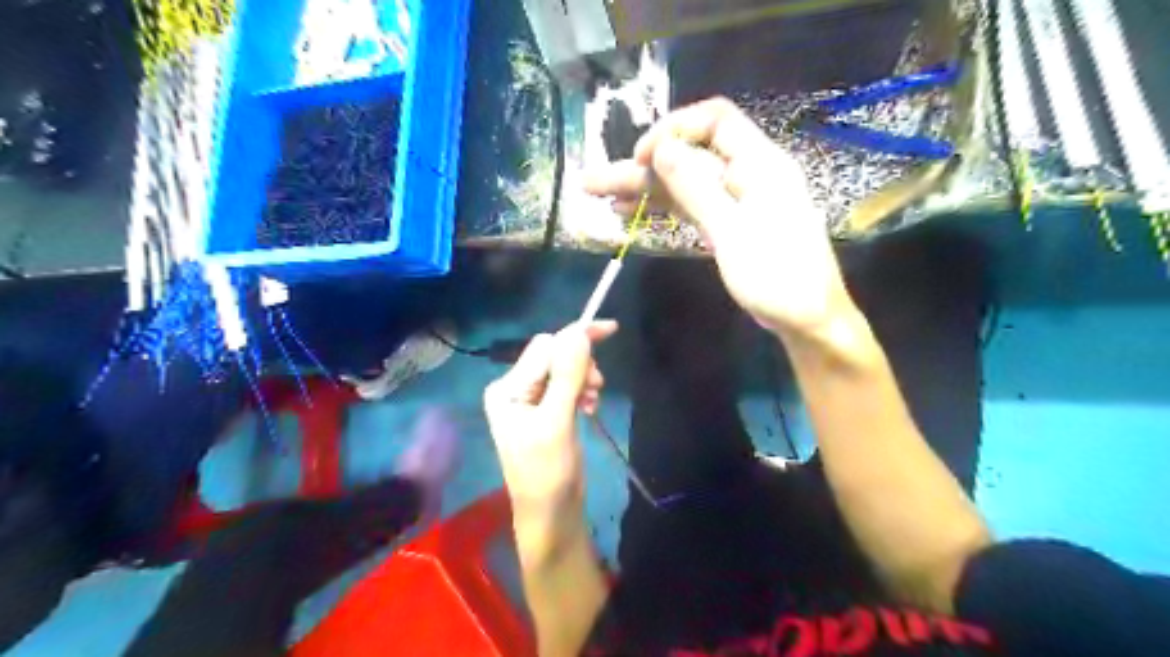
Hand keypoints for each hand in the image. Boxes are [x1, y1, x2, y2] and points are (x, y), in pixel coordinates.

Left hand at [482, 321, 614, 534]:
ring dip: (583, 378)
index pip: (544, 348)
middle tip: (597, 386)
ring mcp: (531, 400)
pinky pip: (567, 386)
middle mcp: (515, 388)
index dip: (575, 338)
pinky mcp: (547, 411)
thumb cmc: (547, 472)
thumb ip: (566, 376)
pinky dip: (582, 391)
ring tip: (592, 402)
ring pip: (564, 369)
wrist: (551, 514)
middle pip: (554, 355)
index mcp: (507, 388)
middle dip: (580, 364)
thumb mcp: (556, 422)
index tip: (610, 329)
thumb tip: (578, 332)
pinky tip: (589, 407)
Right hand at [590, 101, 855, 341]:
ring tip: (599, 196)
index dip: (674, 129)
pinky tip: (630, 212)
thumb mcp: (733, 232)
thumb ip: (696, 188)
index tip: (642, 157)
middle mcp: (745, 174)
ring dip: (644, 189)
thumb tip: (663, 147)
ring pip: (683, 184)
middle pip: (688, 157)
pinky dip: (662, 208)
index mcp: (758, 164)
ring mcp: (735, 201)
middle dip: (641, 167)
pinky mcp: (727, 224)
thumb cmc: (777, 277)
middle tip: (593, 182)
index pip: (715, 121)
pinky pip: (690, 207)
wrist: (807, 320)